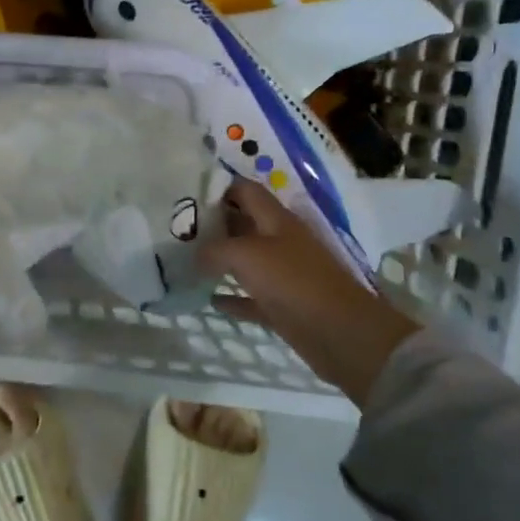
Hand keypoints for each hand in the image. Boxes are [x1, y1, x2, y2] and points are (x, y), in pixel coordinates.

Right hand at [197, 180, 418, 408]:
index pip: (246, 191)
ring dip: (220, 261)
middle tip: (179, 229)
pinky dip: (233, 297)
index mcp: (276, 220)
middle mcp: (280, 241)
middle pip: (243, 224)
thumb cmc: (293, 282)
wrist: (340, 333)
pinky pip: (251, 297)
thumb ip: (215, 249)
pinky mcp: (283, 306)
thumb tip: (196, 255)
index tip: (188, 195)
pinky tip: (210, 299)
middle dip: (214, 224)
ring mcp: (283, 275)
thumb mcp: (246, 255)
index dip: (220, 188)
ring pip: (246, 261)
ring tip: (186, 260)